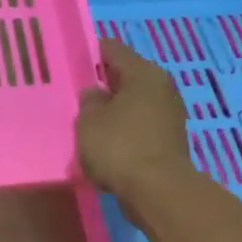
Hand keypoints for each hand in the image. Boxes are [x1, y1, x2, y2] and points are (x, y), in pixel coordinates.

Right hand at [76, 37, 191, 201]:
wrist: (157, 191)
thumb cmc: (119, 146)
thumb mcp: (89, 120)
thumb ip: (89, 101)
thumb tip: (96, 93)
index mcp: (143, 72)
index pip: (113, 50)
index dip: (90, 53)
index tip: (71, 63)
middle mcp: (161, 87)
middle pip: (127, 77)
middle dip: (103, 84)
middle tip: (77, 94)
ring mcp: (170, 115)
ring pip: (134, 103)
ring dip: (115, 110)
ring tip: (89, 121)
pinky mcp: (170, 141)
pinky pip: (140, 127)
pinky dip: (125, 131)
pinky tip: (106, 143)